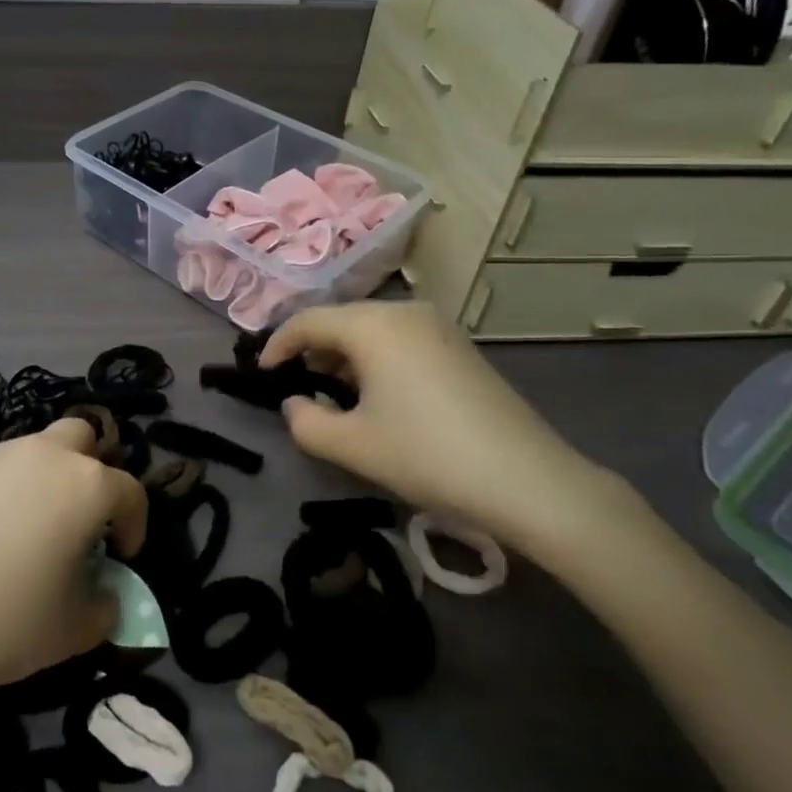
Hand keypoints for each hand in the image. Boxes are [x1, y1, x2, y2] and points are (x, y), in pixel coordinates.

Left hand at [0, 418, 148, 700]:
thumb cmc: (3, 619)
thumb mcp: (72, 631)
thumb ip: (104, 608)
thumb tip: (105, 595)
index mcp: (86, 485)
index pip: (130, 491)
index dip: (136, 524)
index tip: (123, 557)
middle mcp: (48, 455)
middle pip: (85, 439)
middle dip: (95, 471)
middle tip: (85, 519)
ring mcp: (0, 456)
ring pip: (42, 448)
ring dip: (53, 477)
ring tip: (39, 529)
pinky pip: (5, 466)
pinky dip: (15, 487)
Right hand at [261, 301, 613, 548]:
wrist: (528, 480)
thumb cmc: (428, 455)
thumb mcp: (352, 446)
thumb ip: (305, 422)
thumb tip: (295, 402)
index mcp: (373, 325)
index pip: (308, 321)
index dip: (277, 345)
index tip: (262, 374)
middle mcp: (404, 311)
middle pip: (341, 320)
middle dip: (312, 350)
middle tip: (296, 386)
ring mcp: (438, 326)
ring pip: (372, 329)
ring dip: (345, 356)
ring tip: (334, 395)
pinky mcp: (459, 346)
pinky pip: (400, 339)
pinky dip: (376, 358)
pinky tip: (379, 396)